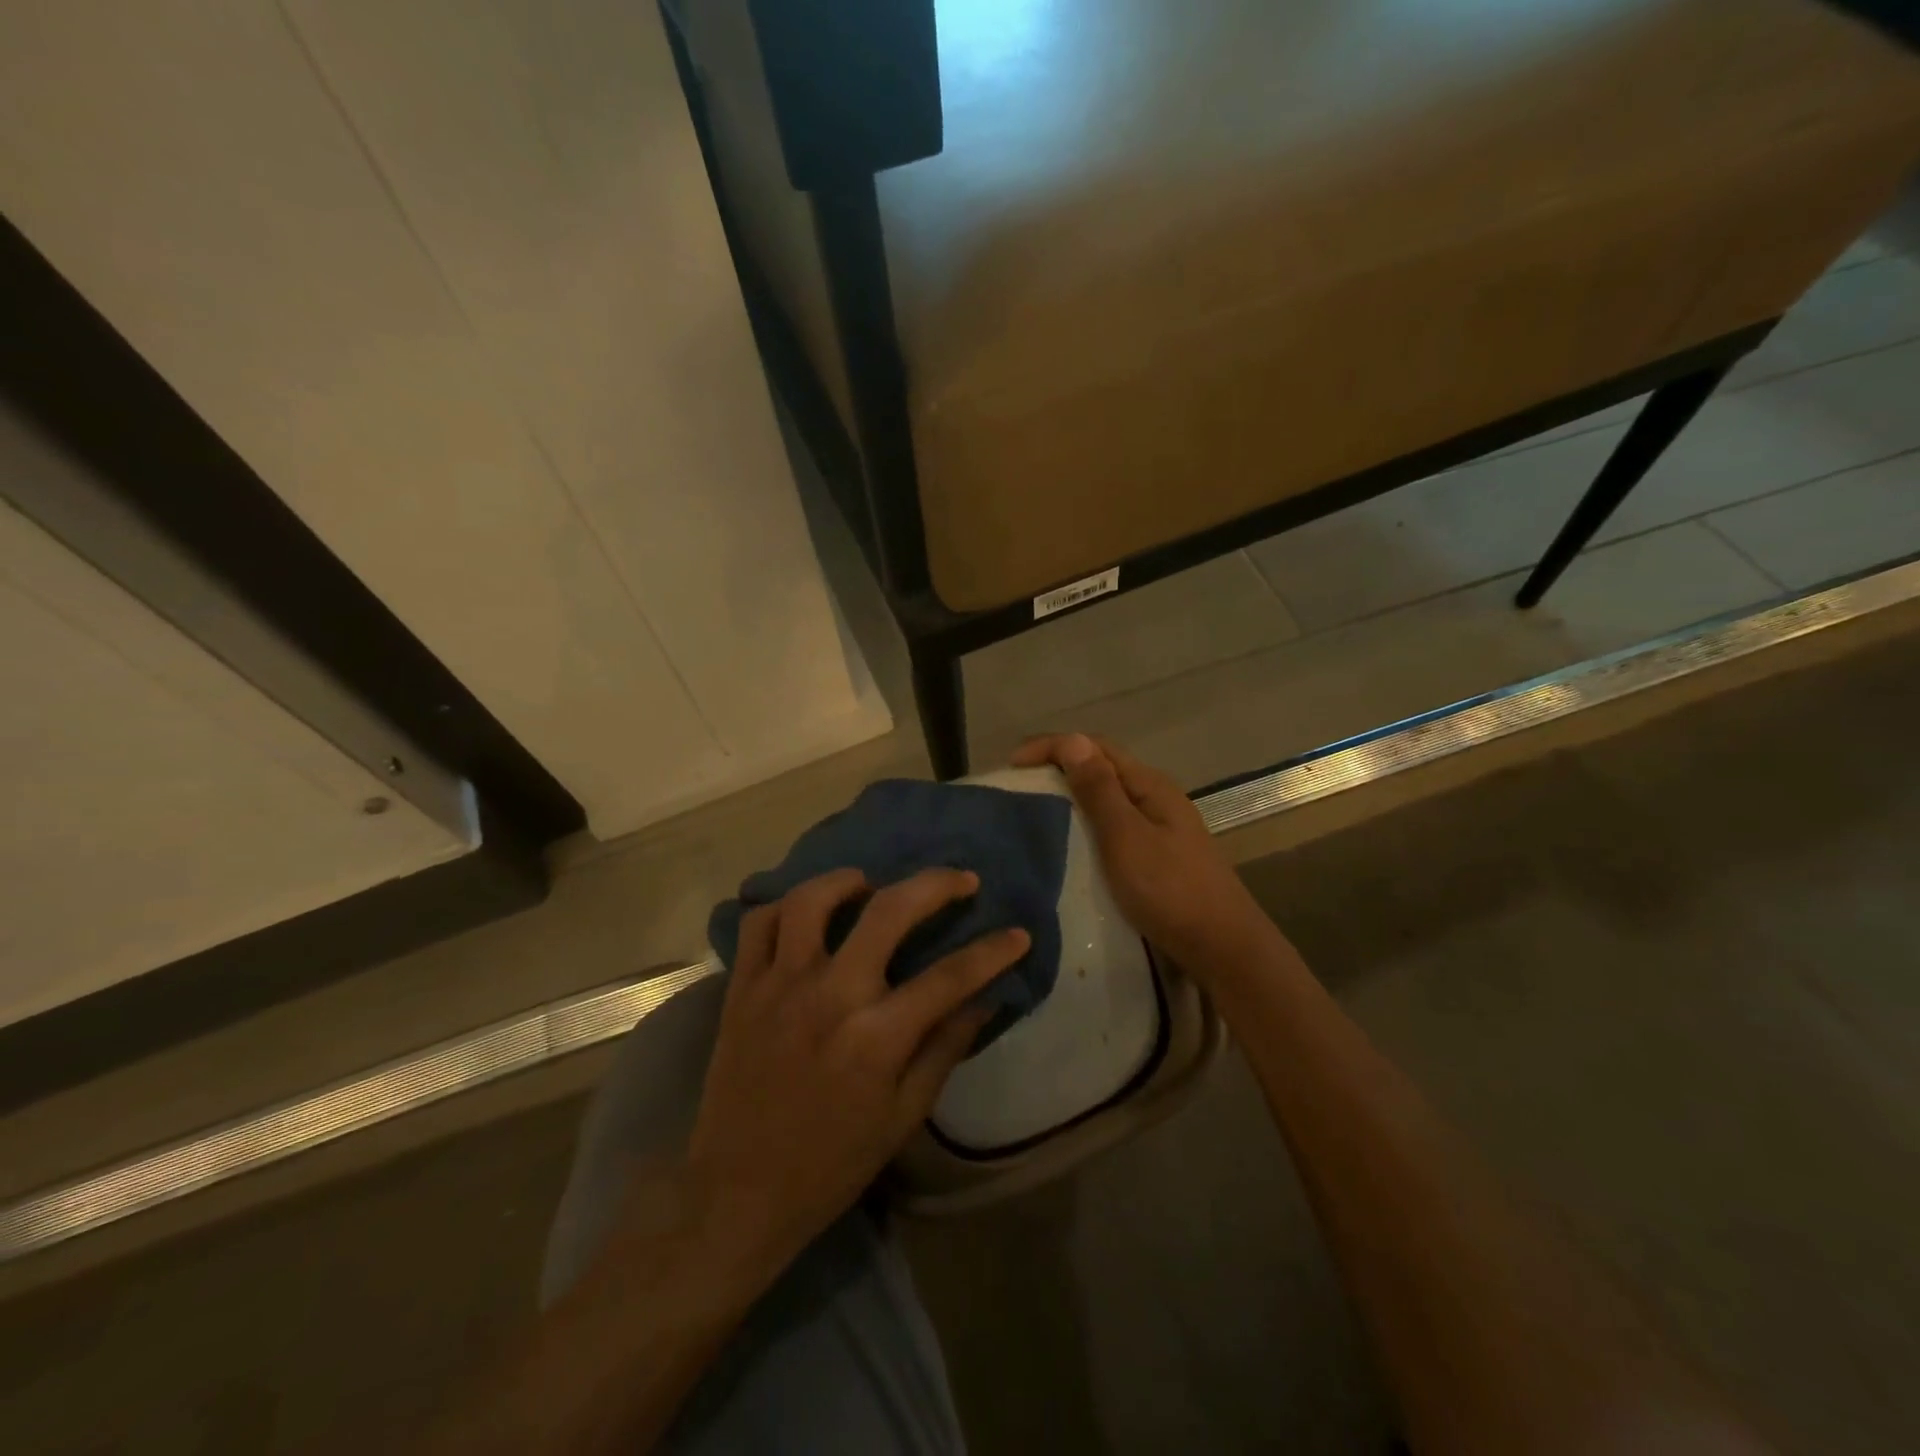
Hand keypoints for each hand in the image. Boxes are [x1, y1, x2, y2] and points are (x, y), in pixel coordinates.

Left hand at [682, 867, 1029, 1279]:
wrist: (737, 1193)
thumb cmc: (831, 1163)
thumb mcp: (903, 1117)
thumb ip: (944, 1049)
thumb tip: (984, 1000)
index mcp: (875, 1037)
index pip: (949, 978)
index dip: (992, 952)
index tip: (1018, 934)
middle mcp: (828, 996)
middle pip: (887, 911)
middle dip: (934, 885)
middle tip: (959, 879)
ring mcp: (778, 986)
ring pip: (811, 900)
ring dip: (847, 881)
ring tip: (869, 886)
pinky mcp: (741, 989)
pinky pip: (757, 924)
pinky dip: (784, 907)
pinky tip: (806, 916)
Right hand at [1012, 733, 1280, 975]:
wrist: (1223, 947)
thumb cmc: (1170, 889)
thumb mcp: (1126, 837)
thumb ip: (1099, 790)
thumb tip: (1071, 740)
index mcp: (1149, 785)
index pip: (1095, 747)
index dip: (1052, 746)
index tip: (1012, 766)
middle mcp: (1155, 797)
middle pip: (1102, 767)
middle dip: (1059, 767)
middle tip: (1018, 786)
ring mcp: (1160, 827)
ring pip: (1107, 797)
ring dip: (1071, 795)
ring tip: (1036, 811)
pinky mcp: (1157, 855)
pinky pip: (1113, 825)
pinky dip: (1086, 823)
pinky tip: (1071, 843)